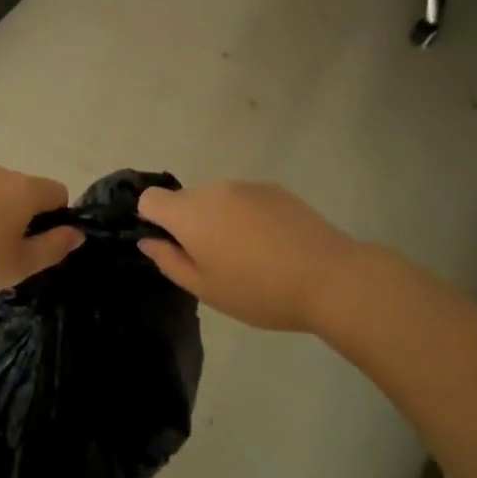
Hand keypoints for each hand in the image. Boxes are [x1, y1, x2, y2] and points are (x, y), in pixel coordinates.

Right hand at [138, 181, 359, 331]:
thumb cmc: (259, 291)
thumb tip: (148, 241)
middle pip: (184, 199)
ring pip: (215, 199)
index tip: (172, 246)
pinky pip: (244, 198)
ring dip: (218, 219)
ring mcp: (245, 186)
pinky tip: (271, 245)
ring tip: (248, 255)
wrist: (328, 277)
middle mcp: (213, 190)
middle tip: (214, 260)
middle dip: (189, 223)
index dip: (152, 220)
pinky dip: (246, 216)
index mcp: (190, 214)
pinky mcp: (273, 189)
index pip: (150, 198)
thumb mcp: (206, 289)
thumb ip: (169, 261)